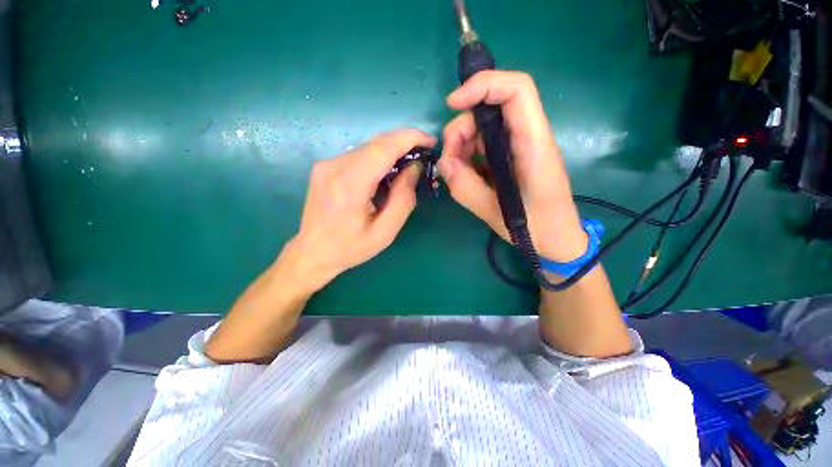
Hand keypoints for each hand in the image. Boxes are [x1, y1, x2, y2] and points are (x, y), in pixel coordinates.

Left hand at [283, 129, 436, 292]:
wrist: (312, 253)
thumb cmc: (351, 247)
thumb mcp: (385, 232)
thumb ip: (403, 199)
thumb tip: (413, 168)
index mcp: (350, 185)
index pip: (383, 148)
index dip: (409, 138)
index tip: (430, 141)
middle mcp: (334, 167)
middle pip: (376, 143)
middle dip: (403, 142)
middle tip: (423, 153)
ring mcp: (326, 164)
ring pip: (367, 147)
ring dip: (391, 151)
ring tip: (407, 165)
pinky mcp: (324, 166)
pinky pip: (357, 154)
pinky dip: (377, 158)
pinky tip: (385, 172)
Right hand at [439, 71, 586, 261]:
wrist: (557, 239)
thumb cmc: (537, 228)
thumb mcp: (496, 213)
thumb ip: (466, 188)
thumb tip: (443, 163)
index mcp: (533, 145)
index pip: (516, 91)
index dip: (483, 85)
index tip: (452, 104)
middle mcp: (527, 138)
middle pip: (490, 110)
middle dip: (461, 130)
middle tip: (449, 162)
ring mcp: (517, 147)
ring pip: (482, 128)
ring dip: (461, 146)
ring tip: (455, 174)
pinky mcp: (509, 158)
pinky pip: (482, 146)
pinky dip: (467, 157)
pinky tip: (464, 176)